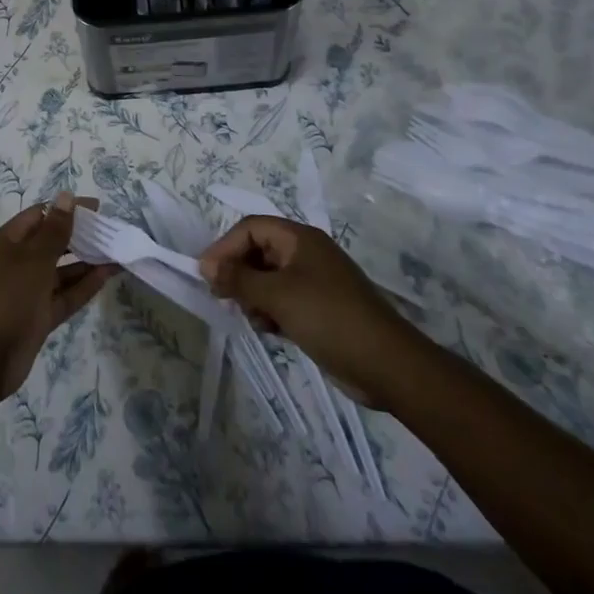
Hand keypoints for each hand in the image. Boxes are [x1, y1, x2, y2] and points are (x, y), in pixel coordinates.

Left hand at [0, 193, 119, 400]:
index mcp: (7, 242)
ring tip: (116, 252)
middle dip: (79, 236)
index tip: (97, 209)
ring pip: (61, 271)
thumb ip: (54, 230)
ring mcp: (27, 292)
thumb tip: (66, 196)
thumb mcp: (33, 260)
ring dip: (86, 262)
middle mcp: (17, 263)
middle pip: (51, 242)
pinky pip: (64, 296)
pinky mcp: (38, 318)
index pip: (40, 215)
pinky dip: (83, 286)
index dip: (66, 209)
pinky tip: (107, 276)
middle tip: (111, 231)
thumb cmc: (5, 298)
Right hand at [198, 216, 422, 404]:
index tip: (206, 273)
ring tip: (252, 319)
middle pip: (259, 251)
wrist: (388, 365)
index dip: (225, 246)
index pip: (251, 228)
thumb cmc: (329, 318)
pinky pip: (284, 300)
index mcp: (299, 238)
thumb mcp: (277, 296)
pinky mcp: (321, 309)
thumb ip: (238, 279)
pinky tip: (269, 331)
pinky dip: (271, 311)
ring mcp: (315, 282)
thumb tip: (206, 265)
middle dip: (238, 272)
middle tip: (222, 297)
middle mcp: (306, 253)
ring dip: (254, 295)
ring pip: (269, 278)